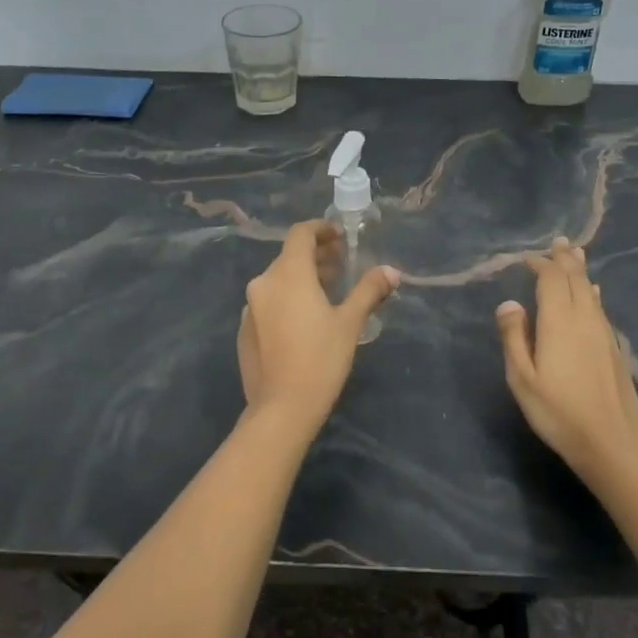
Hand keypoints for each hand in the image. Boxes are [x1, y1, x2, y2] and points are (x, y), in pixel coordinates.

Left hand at [237, 221, 397, 429]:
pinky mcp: (245, 330)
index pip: (300, 234)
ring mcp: (250, 308)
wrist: (282, 408)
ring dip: (302, 279)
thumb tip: (391, 271)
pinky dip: (287, 300)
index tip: (340, 236)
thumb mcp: (350, 323)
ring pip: (278, 281)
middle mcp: (263, 283)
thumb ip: (369, 291)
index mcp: (288, 274)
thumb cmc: (321, 359)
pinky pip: (268, 303)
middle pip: (289, 257)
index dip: (321, 230)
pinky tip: (304, 321)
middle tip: (342, 265)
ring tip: (328, 293)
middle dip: (316, 257)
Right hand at [496, 237, 637, 480]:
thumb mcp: (522, 378)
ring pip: (591, 292)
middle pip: (576, 279)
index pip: (551, 279)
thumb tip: (509, 303)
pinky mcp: (615, 348)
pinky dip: (592, 294)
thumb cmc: (557, 411)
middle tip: (558, 242)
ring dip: (581, 272)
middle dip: (565, 259)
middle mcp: (585, 319)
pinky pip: (601, 308)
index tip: (527, 258)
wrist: (611, 441)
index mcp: (559, 321)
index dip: (540, 264)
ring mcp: (604, 333)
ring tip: (575, 255)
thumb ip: (514, 337)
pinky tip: (594, 295)